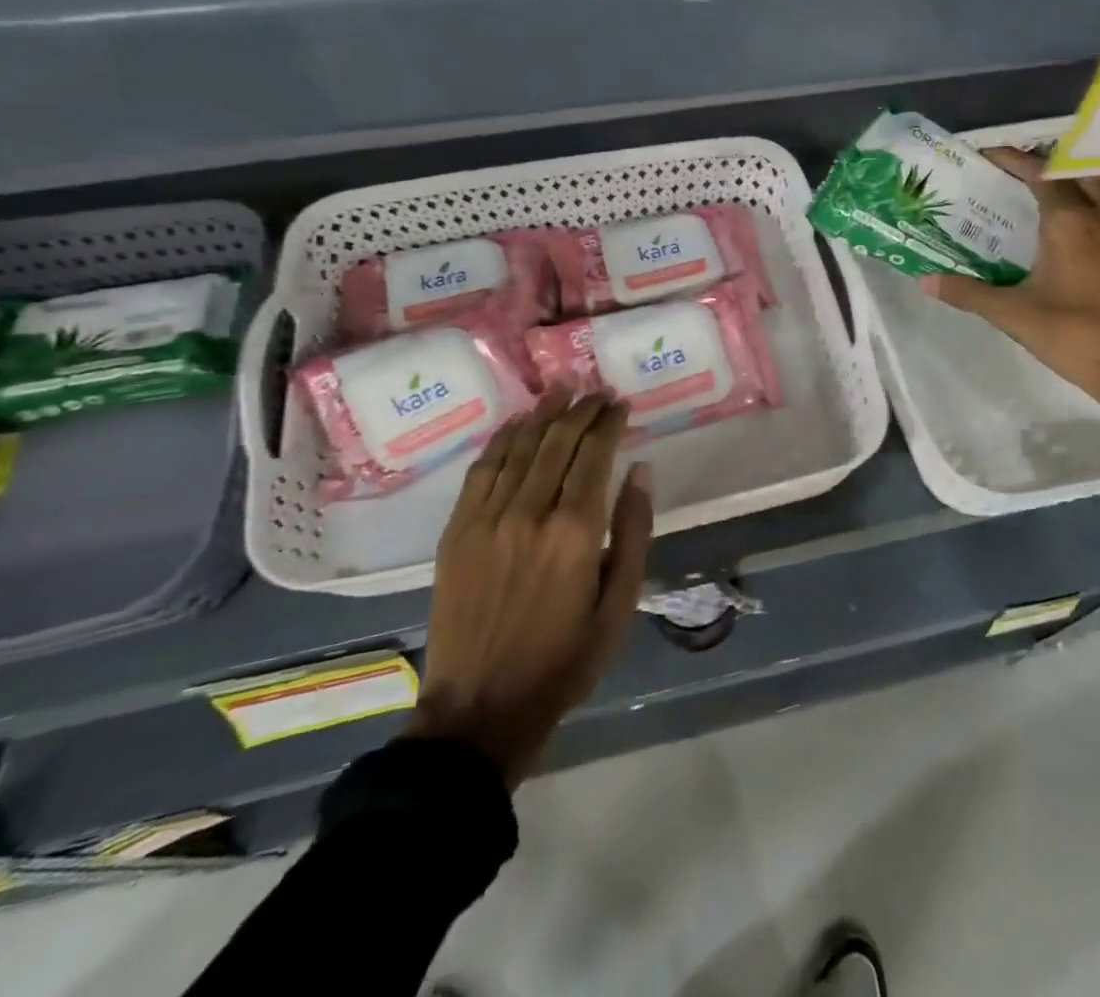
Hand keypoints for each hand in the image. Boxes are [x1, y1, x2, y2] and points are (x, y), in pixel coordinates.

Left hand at [408, 386, 653, 786]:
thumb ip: (633, 532)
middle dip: (582, 410)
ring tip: (562, 389)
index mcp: (575, 532)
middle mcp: (530, 513)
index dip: (609, 423)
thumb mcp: (619, 606)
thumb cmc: (563, 660)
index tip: (620, 404)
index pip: (595, 454)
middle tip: (598, 392)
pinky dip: (502, 439)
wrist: (480, 709)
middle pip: (558, 441)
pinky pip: (482, 469)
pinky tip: (518, 423)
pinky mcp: (457, 530)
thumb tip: (641, 471)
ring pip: (519, 446)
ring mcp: (487, 519)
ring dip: (543, 413)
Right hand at [922, 149, 1099, 427]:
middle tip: (1019, 163)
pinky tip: (1077, 215)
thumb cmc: (1074, 336)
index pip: (1042, 175)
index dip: (1014, 160)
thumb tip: (925, 281)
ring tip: (1053, 175)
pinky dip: (1098, 194)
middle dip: (1050, 158)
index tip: (987, 154)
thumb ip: (969, 293)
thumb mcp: (1014, 315)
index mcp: (1071, 224)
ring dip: (1082, 171)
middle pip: (1081, 169)